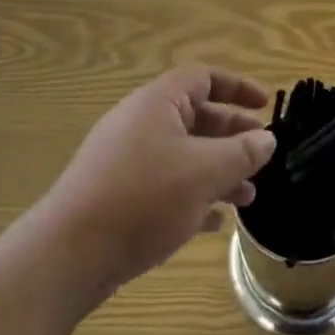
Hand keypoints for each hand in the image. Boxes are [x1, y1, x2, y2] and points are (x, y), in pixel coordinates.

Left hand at [42, 67, 276, 299]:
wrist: (68, 256)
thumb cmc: (144, 198)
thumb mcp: (205, 172)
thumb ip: (242, 153)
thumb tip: (267, 139)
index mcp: (158, 103)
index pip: (204, 78)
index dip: (238, 88)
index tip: (265, 106)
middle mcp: (140, 124)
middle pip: (196, 117)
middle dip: (232, 136)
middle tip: (262, 154)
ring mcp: (125, 161)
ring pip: (183, 155)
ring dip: (218, 171)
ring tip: (248, 196)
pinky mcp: (117, 196)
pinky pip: (165, 185)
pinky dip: (193, 196)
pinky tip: (214, 223)